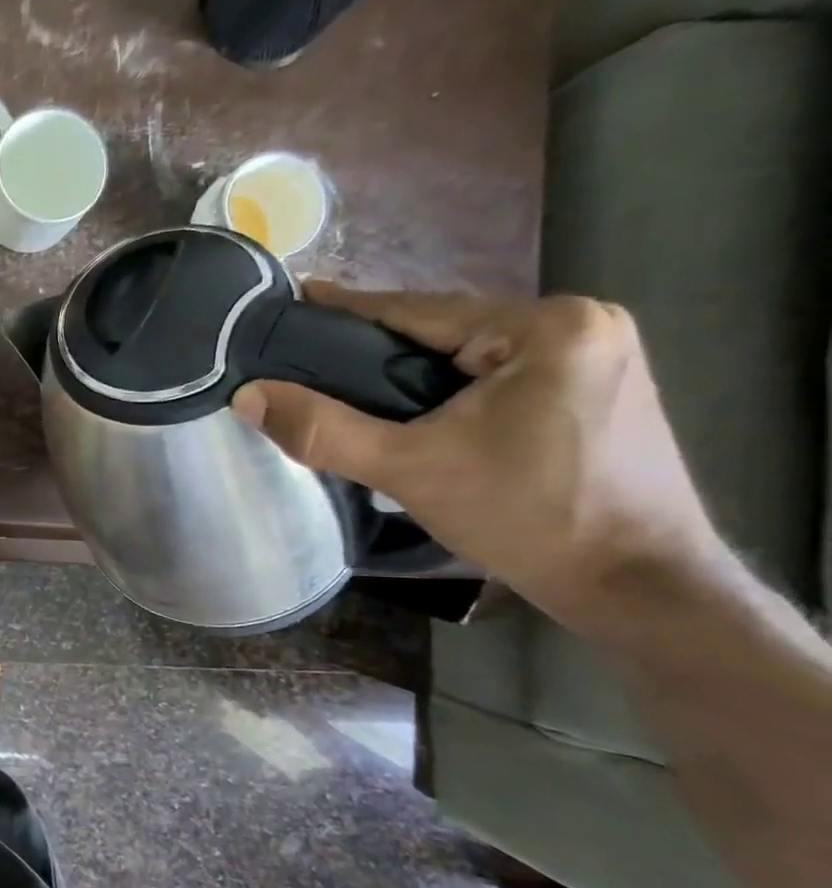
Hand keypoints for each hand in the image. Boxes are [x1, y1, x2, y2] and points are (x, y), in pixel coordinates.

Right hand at [230, 284, 726, 634]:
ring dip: (411, 374)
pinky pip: (498, 376)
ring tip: (349, 395)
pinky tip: (415, 414)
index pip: (418, 310)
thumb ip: (324, 431)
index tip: (291, 302)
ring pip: (469, 356)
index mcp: (547, 326)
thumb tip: (249, 396)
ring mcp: (599, 355)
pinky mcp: (598, 389)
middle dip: (376, 352)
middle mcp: (582, 323)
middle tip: (310, 367)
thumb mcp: (409, 470)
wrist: (638, 586)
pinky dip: (449, 391)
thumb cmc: (527, 518)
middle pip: (444, 331)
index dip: (345, 311)